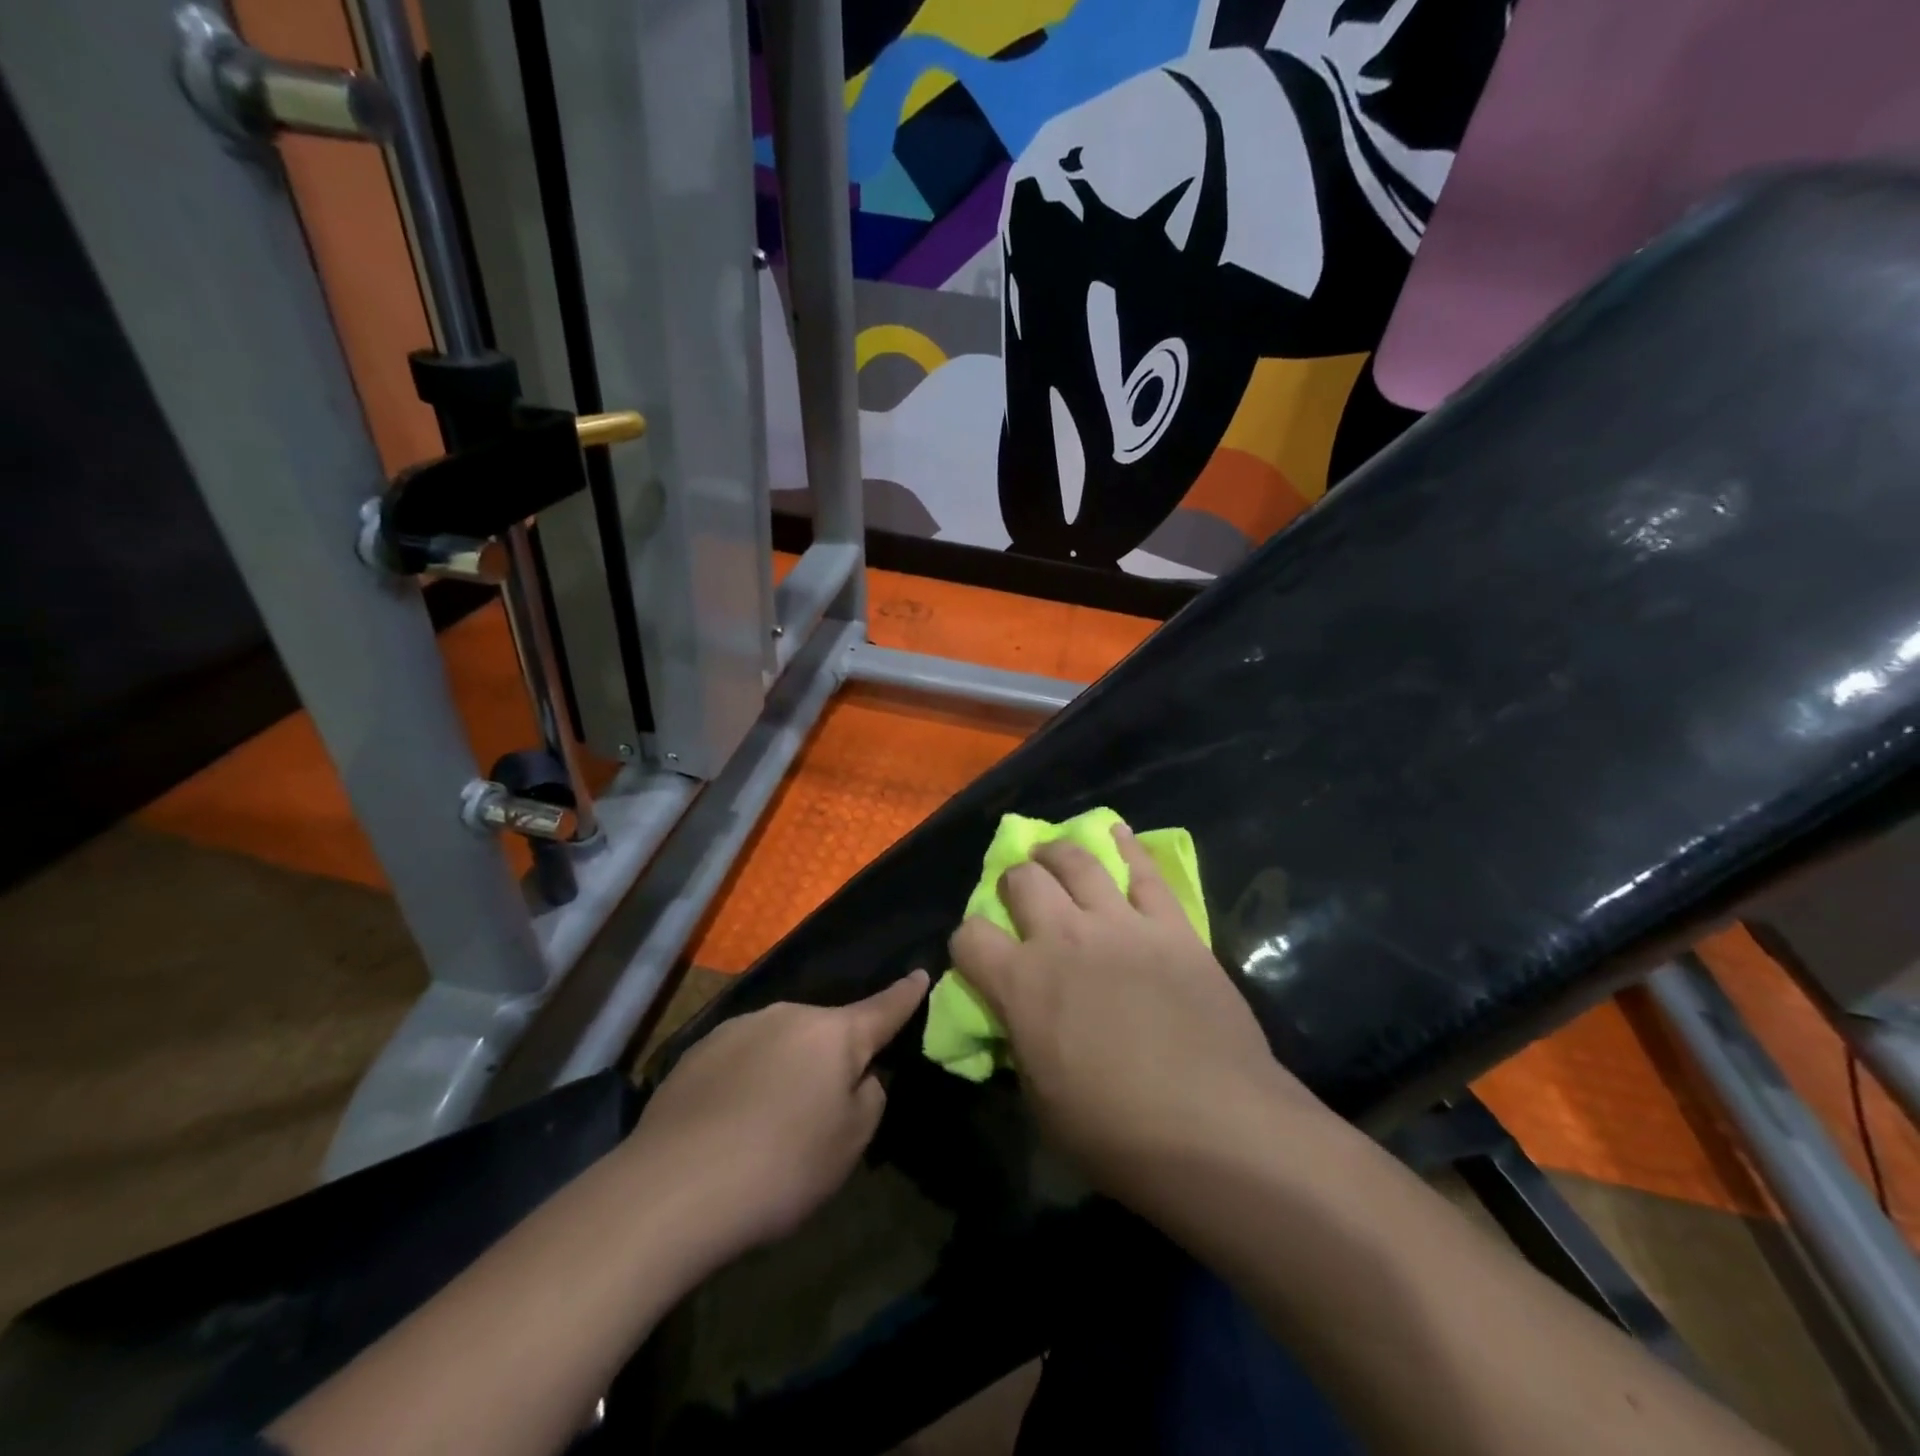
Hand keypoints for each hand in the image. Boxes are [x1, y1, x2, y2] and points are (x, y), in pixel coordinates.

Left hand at [622, 972, 928, 1261]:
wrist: (672, 1188)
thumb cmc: (781, 1165)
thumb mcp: (850, 1143)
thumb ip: (869, 1097)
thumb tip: (860, 1075)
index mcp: (834, 1033)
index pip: (883, 1007)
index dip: (906, 994)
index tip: (921, 973)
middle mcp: (788, 1015)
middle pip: (826, 1031)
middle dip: (833, 1057)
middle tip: (824, 1109)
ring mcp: (739, 1027)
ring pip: (782, 1043)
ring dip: (788, 1068)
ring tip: (770, 1123)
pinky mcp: (698, 1050)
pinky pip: (742, 1058)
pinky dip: (749, 1080)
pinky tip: (731, 1124)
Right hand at [949, 826, 1331, 1208]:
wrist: (1217, 1128)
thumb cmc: (1117, 1134)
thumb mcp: (1041, 1102)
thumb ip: (1021, 1045)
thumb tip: (1018, 1020)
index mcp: (1021, 983)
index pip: (968, 936)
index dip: (966, 943)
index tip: (978, 957)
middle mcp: (1063, 937)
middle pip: (1021, 880)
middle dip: (1013, 884)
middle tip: (1022, 899)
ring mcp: (1120, 924)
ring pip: (1077, 861)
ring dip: (1057, 853)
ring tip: (1053, 855)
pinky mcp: (1171, 926)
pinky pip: (1145, 871)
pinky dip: (1127, 846)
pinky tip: (1116, 832)